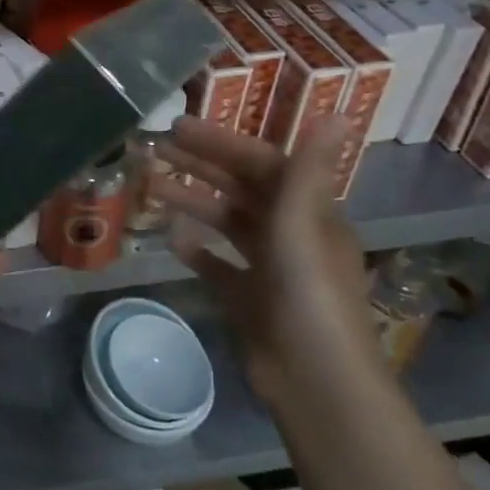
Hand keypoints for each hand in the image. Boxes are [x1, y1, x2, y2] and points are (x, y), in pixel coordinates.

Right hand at [151, 117, 378, 402]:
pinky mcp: (250, 301)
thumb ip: (309, 168)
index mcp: (308, 213)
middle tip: (155, 149)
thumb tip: (338, 111)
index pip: (261, 164)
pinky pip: (219, 267)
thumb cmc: (307, 292)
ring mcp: (269, 270)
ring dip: (192, 202)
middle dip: (199, 167)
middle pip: (240, 190)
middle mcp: (290, 235)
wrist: (314, 378)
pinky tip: (172, 241)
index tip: (178, 127)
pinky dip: (197, 251)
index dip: (221, 143)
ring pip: (225, 224)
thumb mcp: (303, 223)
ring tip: (150, 187)